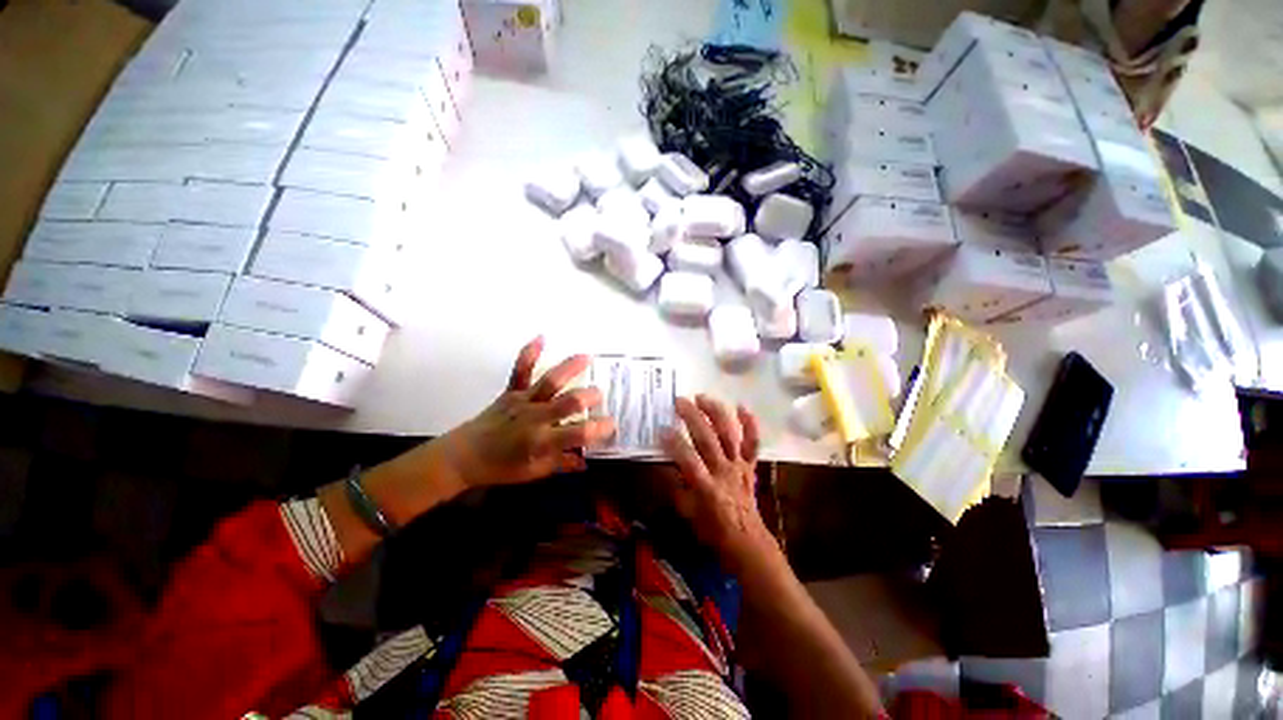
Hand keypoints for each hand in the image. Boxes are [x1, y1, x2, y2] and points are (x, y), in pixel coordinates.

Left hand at [437, 336, 616, 490]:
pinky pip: (520, 370)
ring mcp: (522, 401)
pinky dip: (529, 353)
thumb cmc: (500, 467)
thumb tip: (586, 461)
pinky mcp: (511, 391)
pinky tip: (541, 337)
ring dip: (569, 368)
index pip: (577, 433)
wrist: (463, 456)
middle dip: (588, 397)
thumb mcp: (534, 472)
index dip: (598, 429)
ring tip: (587, 357)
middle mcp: (534, 418)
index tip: (612, 425)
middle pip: (567, 403)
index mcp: (541, 442)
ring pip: (548, 382)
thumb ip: (561, 464)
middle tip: (601, 394)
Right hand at [661, 395, 779, 574]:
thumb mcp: (685, 512)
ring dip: (716, 413)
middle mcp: (724, 471)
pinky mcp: (750, 464)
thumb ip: (671, 486)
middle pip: (708, 439)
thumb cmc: (711, 528)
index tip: (661, 428)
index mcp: (705, 487)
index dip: (674, 443)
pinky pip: (753, 442)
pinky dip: (750, 424)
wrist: (746, 540)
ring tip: (702, 397)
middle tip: (679, 401)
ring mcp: (739, 465)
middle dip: (692, 417)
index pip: (688, 459)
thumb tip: (657, 463)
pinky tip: (741, 406)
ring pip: (729, 434)